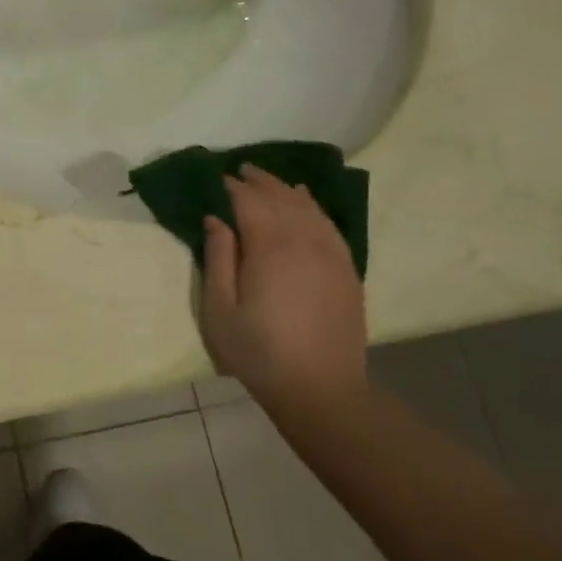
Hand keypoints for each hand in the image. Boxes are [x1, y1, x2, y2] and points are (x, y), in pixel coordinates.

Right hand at [200, 165, 366, 420]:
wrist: (320, 390)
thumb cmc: (258, 352)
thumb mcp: (220, 309)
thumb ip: (218, 258)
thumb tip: (215, 219)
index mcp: (270, 247)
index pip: (250, 202)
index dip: (233, 187)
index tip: (218, 179)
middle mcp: (304, 241)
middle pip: (281, 198)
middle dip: (260, 181)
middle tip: (240, 171)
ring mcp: (331, 254)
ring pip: (308, 208)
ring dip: (286, 189)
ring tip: (269, 181)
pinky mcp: (346, 269)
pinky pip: (329, 225)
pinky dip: (314, 207)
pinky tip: (306, 203)